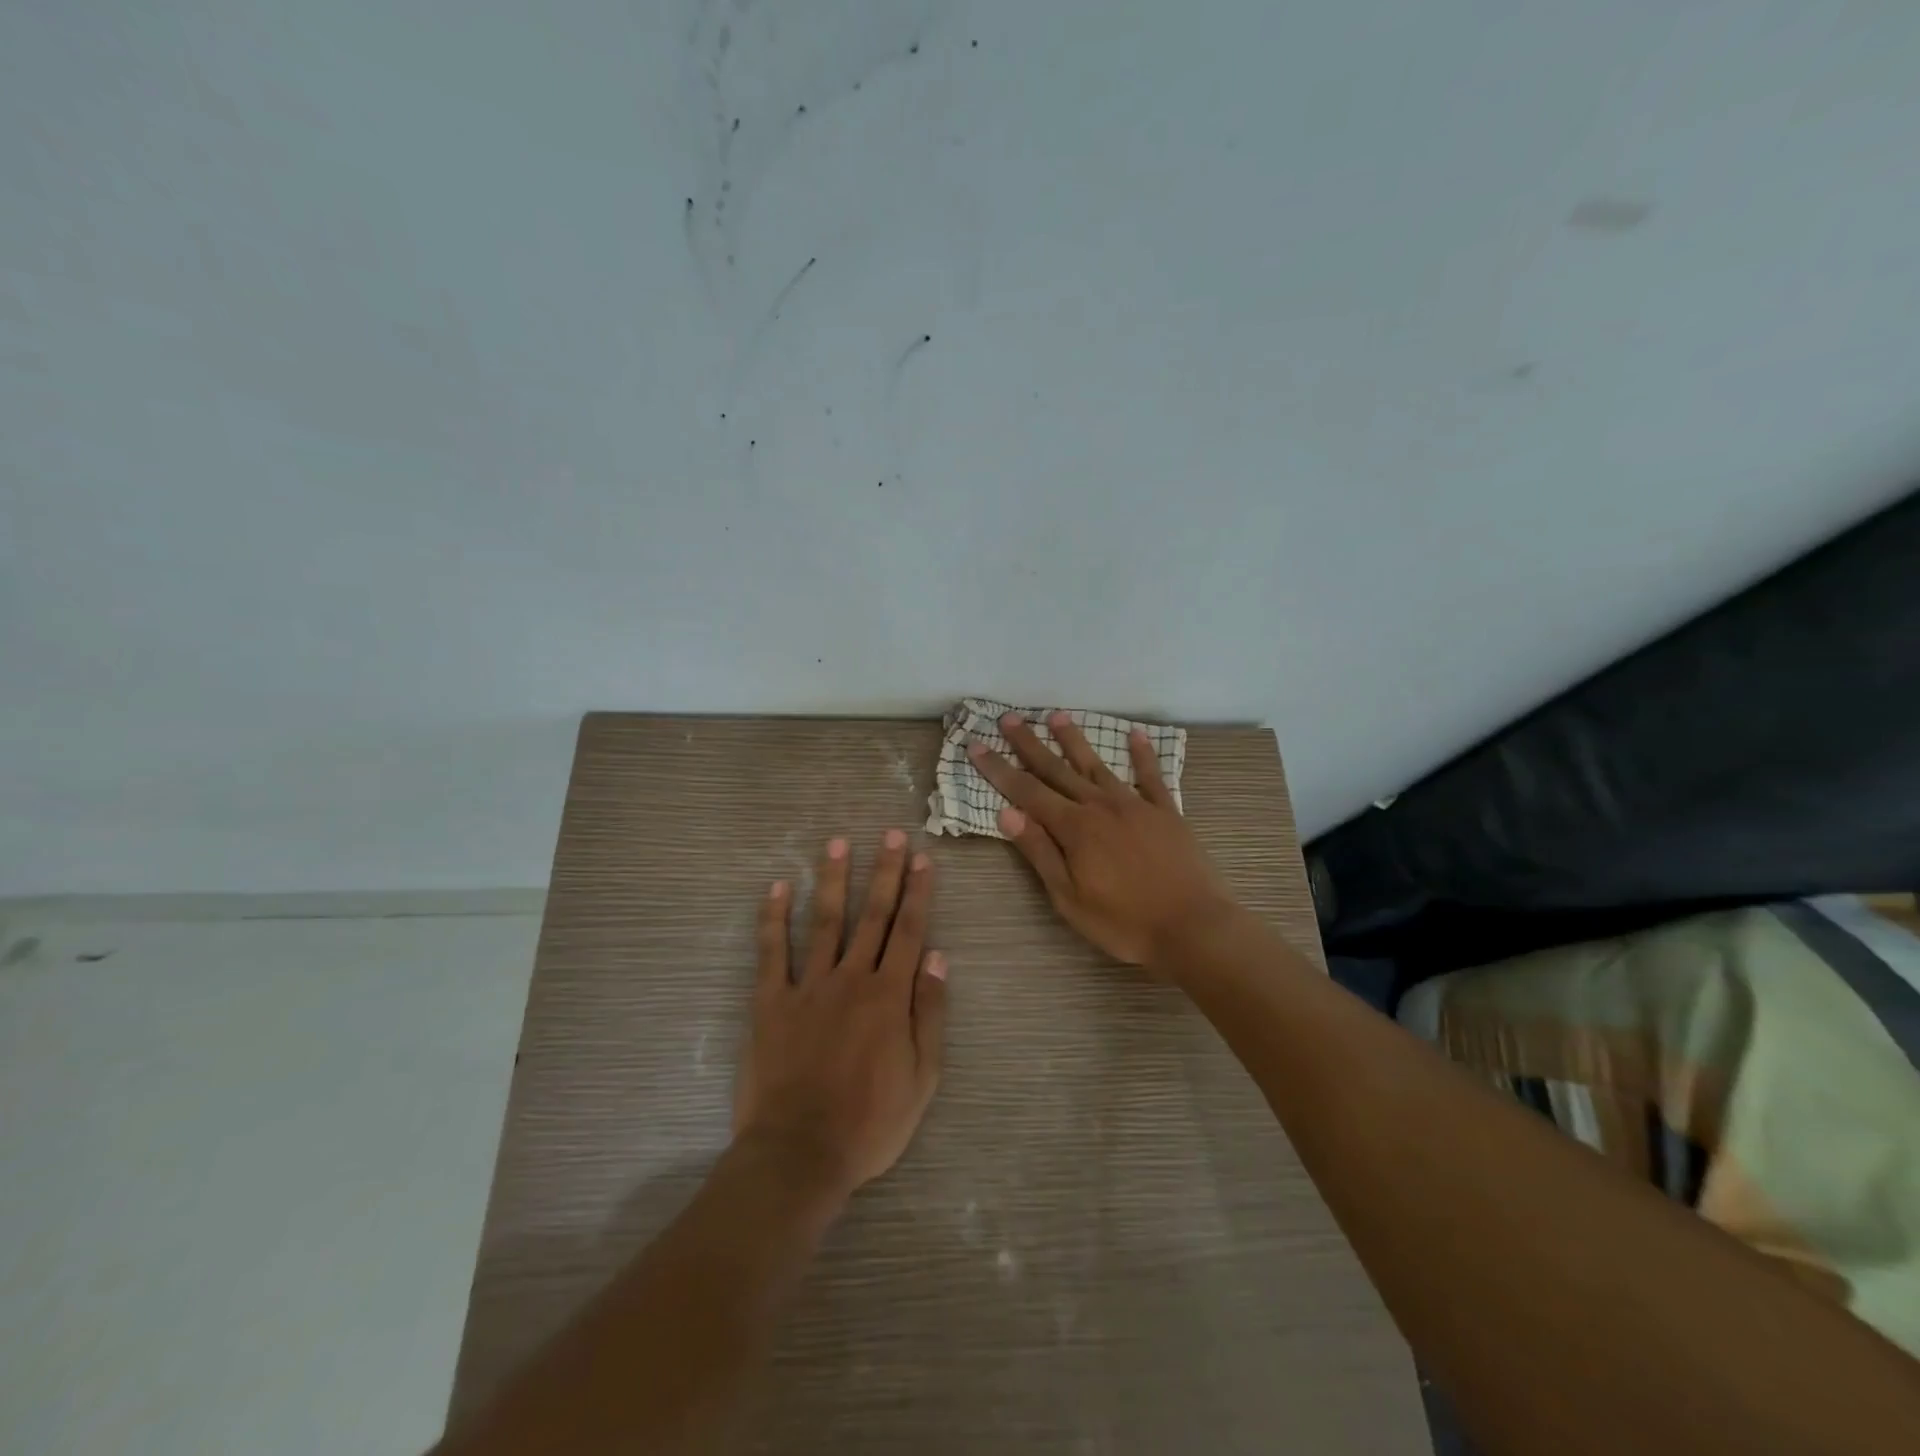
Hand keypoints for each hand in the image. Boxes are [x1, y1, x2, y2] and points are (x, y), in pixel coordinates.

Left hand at [733, 832, 946, 1201]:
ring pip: (824, 922)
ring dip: (833, 880)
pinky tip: (777, 888)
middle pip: (871, 916)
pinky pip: (771, 953)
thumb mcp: (922, 1077)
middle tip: (891, 834)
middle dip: (884, 872)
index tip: (923, 859)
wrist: (799, 1153)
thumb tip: (937, 956)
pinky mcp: (771, 1002)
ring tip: (837, 843)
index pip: (908, 931)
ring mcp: (807, 987)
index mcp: (889, 996)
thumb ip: (930, 1012)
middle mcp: (851, 979)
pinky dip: (773, 918)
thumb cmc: (870, 1122)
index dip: (918, 893)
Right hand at [968, 711, 1235, 970]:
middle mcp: (1101, 806)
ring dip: (1074, 740)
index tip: (976, 745)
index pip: (1026, 791)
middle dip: (1029, 744)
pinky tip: (1135, 734)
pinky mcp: (1166, 812)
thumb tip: (1006, 813)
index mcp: (1074, 828)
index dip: (998, 769)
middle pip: (1057, 769)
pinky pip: (1151, 776)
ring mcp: (1136, 805)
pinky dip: (1142, 754)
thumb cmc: (1124, 922)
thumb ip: (1039, 852)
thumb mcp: (1069, 898)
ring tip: (1057, 716)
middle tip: (1008, 718)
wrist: (1193, 927)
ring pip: (1097, 765)